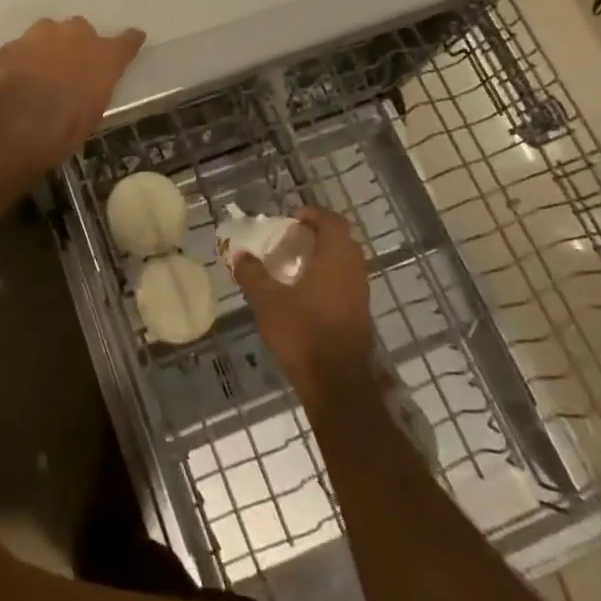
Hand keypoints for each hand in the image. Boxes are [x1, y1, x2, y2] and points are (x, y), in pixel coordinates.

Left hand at [0, 17, 144, 172]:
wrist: (10, 124)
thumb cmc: (61, 130)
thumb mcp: (90, 116)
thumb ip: (92, 92)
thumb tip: (85, 90)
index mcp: (104, 57)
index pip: (126, 42)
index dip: (129, 42)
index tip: (134, 39)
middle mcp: (76, 36)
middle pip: (82, 31)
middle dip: (79, 45)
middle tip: (72, 67)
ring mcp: (40, 35)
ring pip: (50, 33)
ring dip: (49, 47)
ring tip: (42, 71)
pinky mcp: (11, 43)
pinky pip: (23, 48)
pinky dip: (24, 59)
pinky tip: (17, 78)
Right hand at [234, 208, 376, 407]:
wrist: (337, 385)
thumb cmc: (303, 334)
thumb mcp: (268, 301)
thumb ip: (253, 275)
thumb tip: (240, 254)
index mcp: (336, 258)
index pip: (332, 222)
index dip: (313, 215)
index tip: (292, 219)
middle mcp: (354, 271)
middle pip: (342, 241)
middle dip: (318, 235)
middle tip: (292, 239)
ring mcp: (361, 295)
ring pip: (345, 263)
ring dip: (324, 258)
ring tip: (296, 266)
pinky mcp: (360, 316)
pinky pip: (346, 284)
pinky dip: (329, 278)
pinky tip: (306, 295)